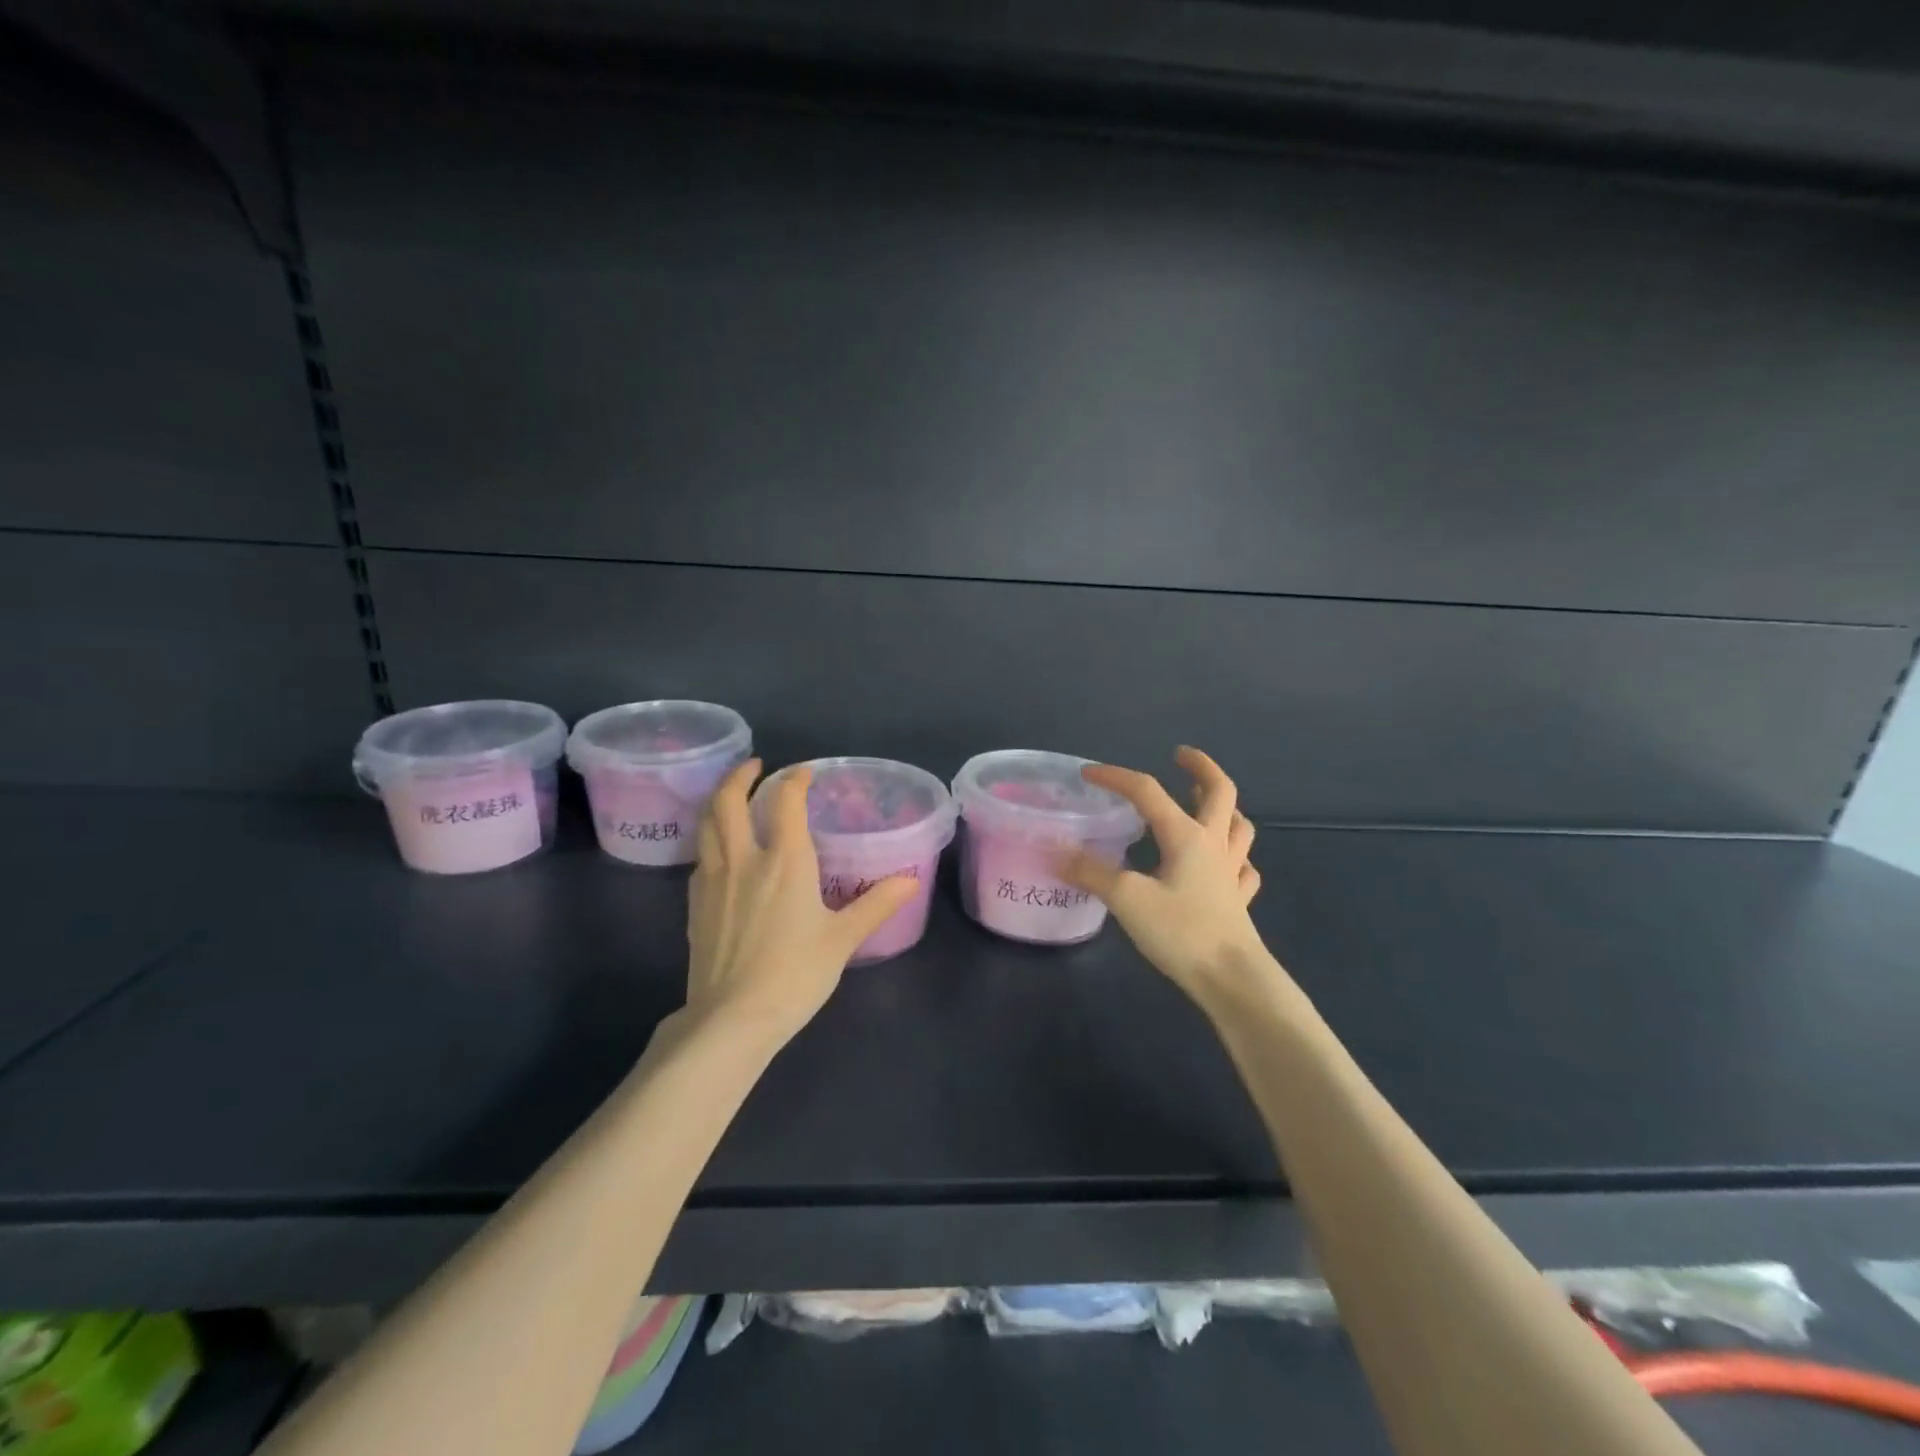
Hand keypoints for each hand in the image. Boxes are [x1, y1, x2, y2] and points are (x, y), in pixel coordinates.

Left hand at [685, 759, 917, 1043]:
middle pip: (728, 801)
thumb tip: (911, 881)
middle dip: (739, 776)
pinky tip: (721, 849)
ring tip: (732, 796)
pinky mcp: (695, 904)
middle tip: (755, 766)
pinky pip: (700, 855)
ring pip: (706, 824)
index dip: (795, 779)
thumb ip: (877, 904)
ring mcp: (713, 880)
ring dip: (717, 800)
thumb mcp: (843, 939)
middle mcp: (744, 859)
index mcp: (784, 861)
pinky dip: (710, 837)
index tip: (805, 772)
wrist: (732, 1019)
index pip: (786, 800)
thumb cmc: (795, 975)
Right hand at [1059, 747, 1271, 1003]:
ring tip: (1203, 803)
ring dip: (1223, 807)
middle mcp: (1213, 844)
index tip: (1088, 774)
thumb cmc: (1181, 933)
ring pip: (1239, 826)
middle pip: (1219, 791)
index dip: (1116, 777)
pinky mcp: (1238, 901)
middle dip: (1200, 767)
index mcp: (1185, 836)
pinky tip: (1224, 865)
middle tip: (1180, 756)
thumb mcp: (1127, 899)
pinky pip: (1244, 868)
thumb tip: (1057, 852)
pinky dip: (1235, 857)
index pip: (1148, 791)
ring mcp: (1231, 872)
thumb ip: (1091, 872)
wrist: (1232, 979)